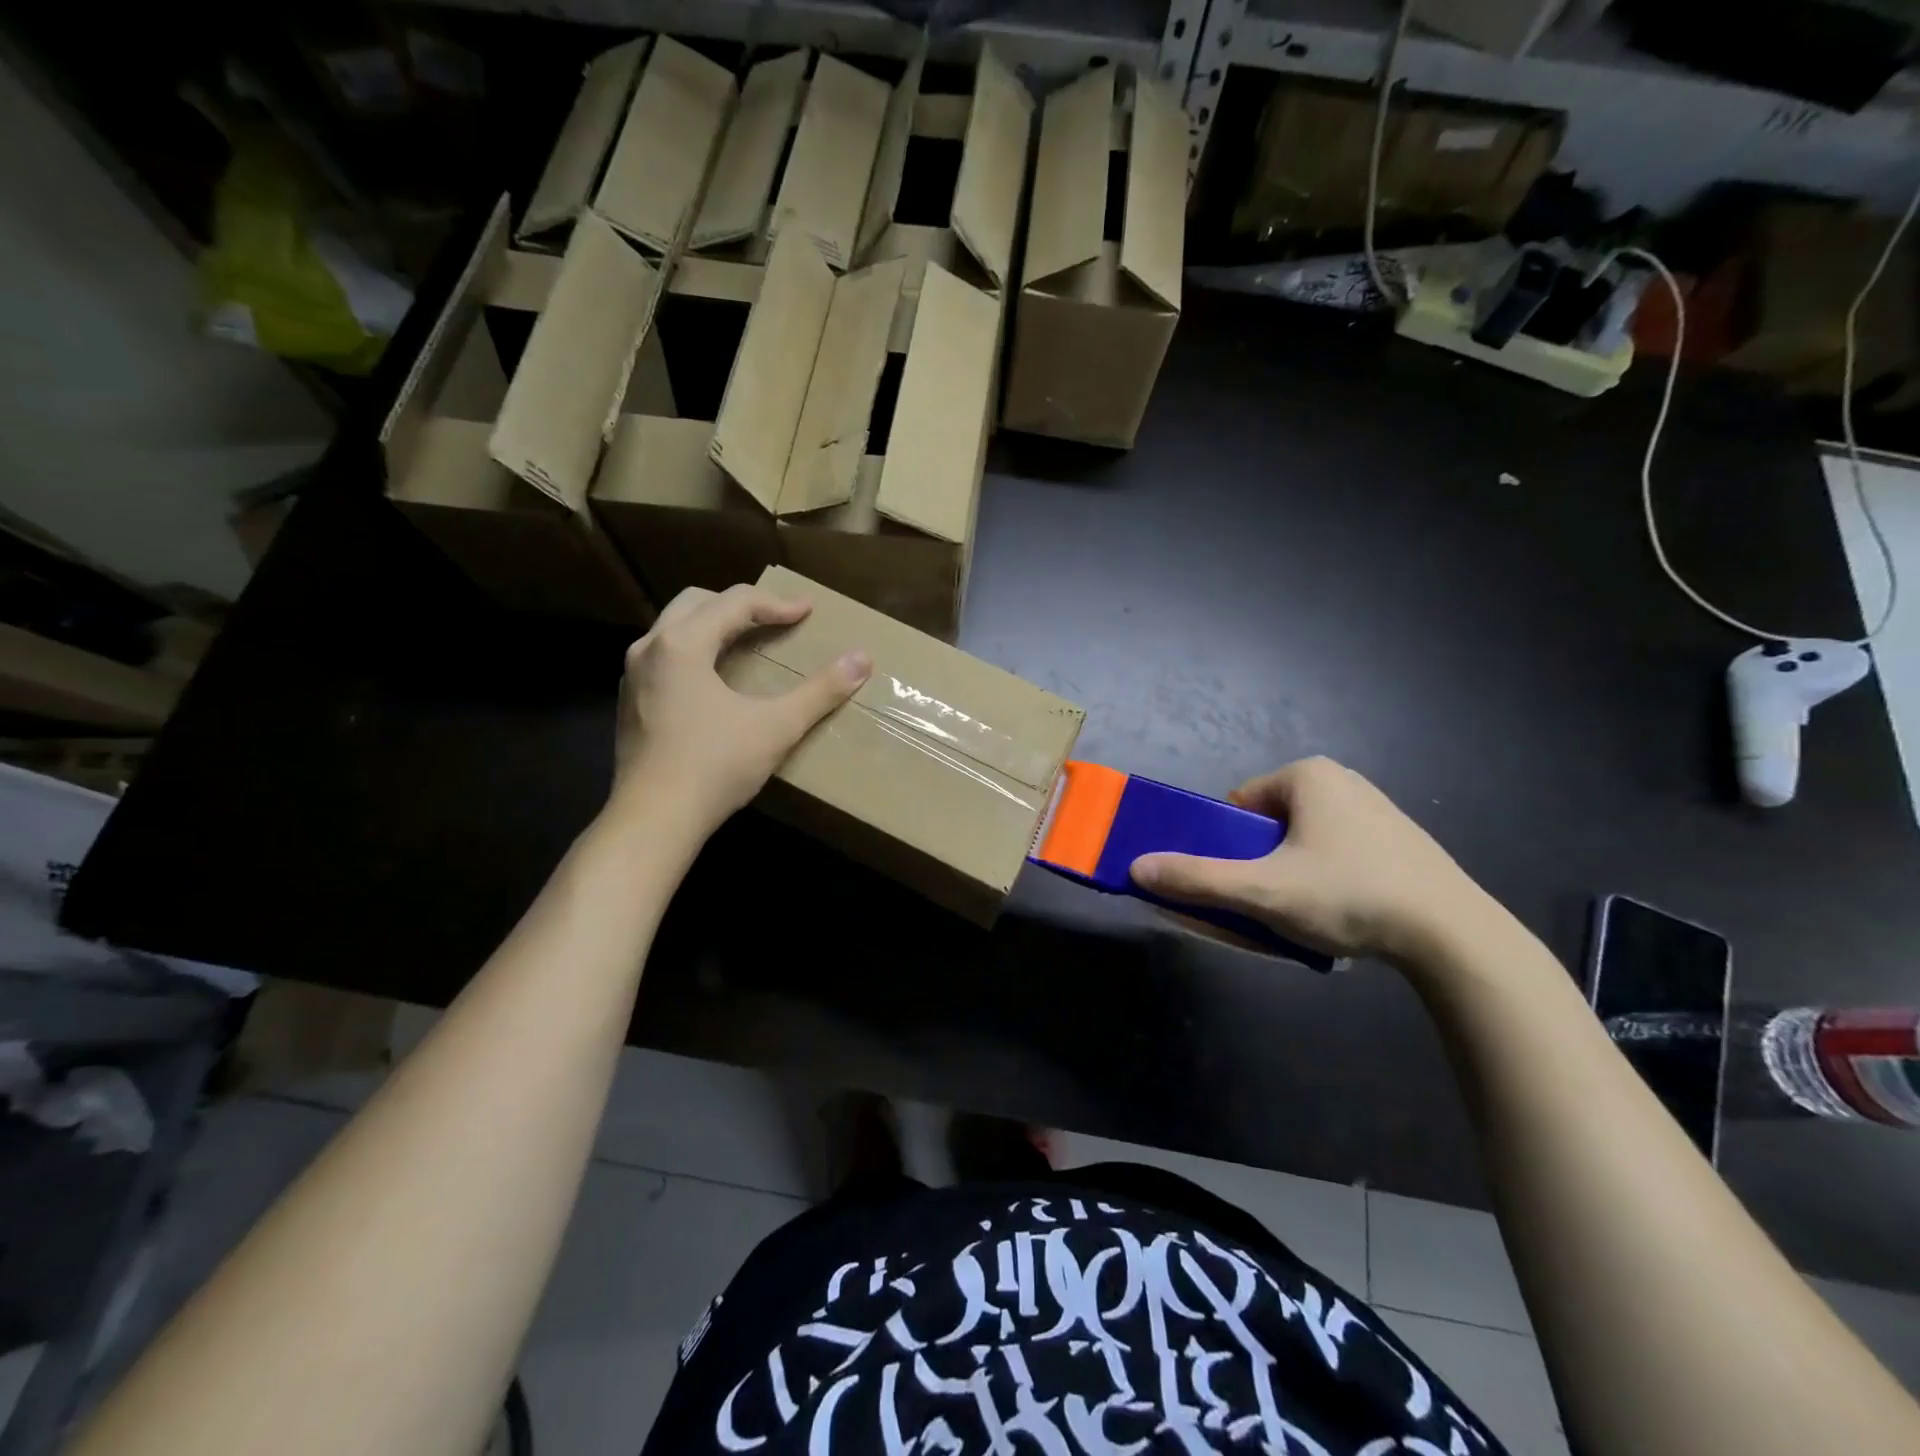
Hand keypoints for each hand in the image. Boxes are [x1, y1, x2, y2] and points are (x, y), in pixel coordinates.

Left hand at [610, 585, 870, 835]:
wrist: (653, 820)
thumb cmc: (715, 767)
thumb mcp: (776, 727)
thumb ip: (820, 691)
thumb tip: (862, 659)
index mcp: (682, 643)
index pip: (734, 603)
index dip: (776, 604)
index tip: (808, 611)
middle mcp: (650, 648)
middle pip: (696, 602)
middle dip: (738, 605)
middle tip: (774, 620)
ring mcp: (633, 677)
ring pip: (674, 629)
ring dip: (713, 626)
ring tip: (746, 643)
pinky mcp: (630, 703)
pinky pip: (664, 658)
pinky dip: (694, 653)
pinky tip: (714, 681)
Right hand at [1130, 757, 1488, 965]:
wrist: (1455, 936)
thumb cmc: (1349, 896)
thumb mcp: (1263, 891)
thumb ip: (1197, 879)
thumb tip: (1136, 868)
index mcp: (1306, 775)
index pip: (1237, 804)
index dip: (1227, 845)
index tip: (1240, 882)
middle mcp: (1341, 779)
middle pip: (1268, 823)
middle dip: (1261, 861)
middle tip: (1271, 902)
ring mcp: (1376, 808)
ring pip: (1303, 840)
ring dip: (1292, 872)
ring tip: (1309, 913)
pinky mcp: (1400, 840)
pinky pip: (1339, 851)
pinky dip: (1328, 878)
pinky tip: (1345, 912)